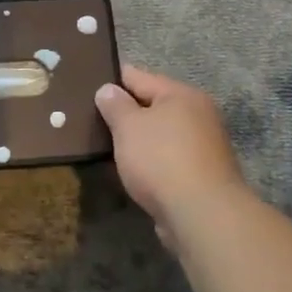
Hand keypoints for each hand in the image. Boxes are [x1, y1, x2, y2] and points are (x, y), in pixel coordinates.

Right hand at [95, 64, 253, 249]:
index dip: (112, 80)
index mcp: (182, 94)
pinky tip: (131, 171)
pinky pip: (168, 159)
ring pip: (160, 135)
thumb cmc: (161, 159)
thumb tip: (108, 89)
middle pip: (153, 106)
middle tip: (92, 120)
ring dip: (138, 140)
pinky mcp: (203, 175)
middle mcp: (198, 114)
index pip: (138, 76)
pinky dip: (150, 162)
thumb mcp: (128, 126)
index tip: (87, 86)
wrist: (202, 215)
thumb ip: (115, 105)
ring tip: (106, 147)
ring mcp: (204, 146)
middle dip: (126, 113)